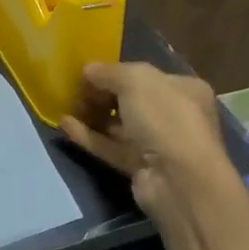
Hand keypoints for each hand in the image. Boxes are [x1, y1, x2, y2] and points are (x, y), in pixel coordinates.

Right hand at [59, 62, 228, 220]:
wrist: (178, 179)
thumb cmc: (164, 117)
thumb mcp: (135, 80)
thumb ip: (108, 72)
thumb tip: (87, 70)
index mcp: (183, 89)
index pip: (146, 76)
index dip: (116, 72)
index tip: (87, 72)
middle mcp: (173, 115)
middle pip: (130, 100)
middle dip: (101, 94)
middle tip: (75, 90)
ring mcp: (157, 144)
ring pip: (118, 126)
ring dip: (92, 115)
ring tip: (65, 106)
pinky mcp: (139, 168)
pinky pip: (110, 147)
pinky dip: (89, 136)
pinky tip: (65, 125)